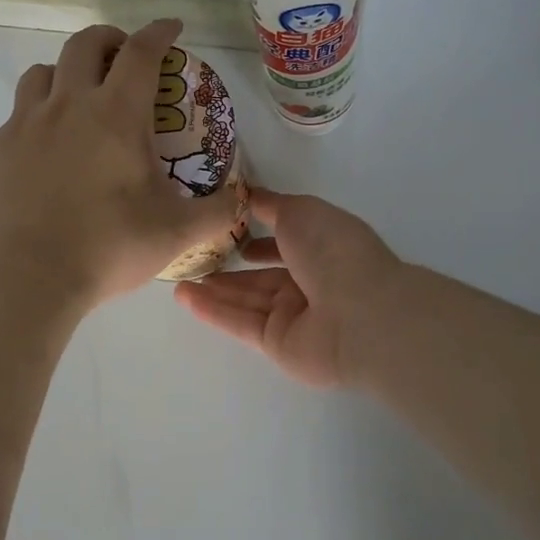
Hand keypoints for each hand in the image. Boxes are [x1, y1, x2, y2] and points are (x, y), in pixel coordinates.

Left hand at [0, 20, 241, 306]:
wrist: (28, 277)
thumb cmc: (108, 247)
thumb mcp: (177, 232)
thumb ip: (218, 212)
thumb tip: (244, 199)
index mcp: (116, 114)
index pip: (141, 52)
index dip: (160, 33)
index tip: (171, 28)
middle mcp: (68, 105)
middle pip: (85, 44)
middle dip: (110, 39)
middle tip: (125, 58)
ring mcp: (26, 124)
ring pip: (43, 72)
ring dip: (67, 72)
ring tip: (81, 96)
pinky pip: (20, 113)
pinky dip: (40, 113)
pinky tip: (49, 147)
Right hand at [174, 187, 401, 387]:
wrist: (361, 315)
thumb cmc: (333, 251)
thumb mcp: (299, 211)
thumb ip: (271, 205)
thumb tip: (249, 195)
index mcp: (323, 247)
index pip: (286, 242)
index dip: (259, 237)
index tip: (227, 230)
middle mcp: (311, 282)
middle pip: (262, 276)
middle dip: (231, 268)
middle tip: (194, 258)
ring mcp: (295, 316)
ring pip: (247, 299)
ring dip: (214, 289)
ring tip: (178, 277)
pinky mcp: (278, 344)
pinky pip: (241, 323)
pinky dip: (213, 310)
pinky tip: (184, 297)